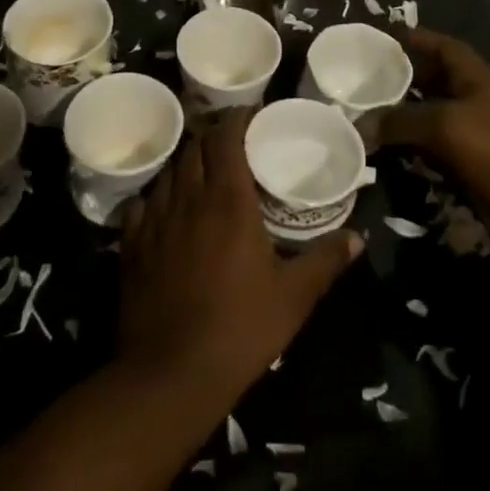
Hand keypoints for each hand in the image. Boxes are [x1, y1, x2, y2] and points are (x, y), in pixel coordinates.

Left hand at [118, 110, 361, 397]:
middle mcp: (190, 198)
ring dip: (188, 163)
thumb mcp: (293, 296)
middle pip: (196, 147)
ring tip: (204, 172)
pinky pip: (143, 204)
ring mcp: (156, 220)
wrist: (169, 376)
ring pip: (169, 171)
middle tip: (233, 144)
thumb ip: (325, 261)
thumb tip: (358, 239)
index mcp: (229, 200)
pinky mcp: (132, 246)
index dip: (238, 118)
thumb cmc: (239, 329)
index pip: (227, 137)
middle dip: (214, 136)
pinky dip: (157, 197)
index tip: (252, 115)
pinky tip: (167, 209)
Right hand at [366, 29, 489, 230]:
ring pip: (429, 112)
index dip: (410, 38)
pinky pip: (435, 143)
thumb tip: (359, 125)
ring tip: (365, 114)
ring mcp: (473, 126)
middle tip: (360, 81)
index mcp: (469, 72)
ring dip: (402, 115)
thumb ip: (400, 122)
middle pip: (429, 77)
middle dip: (397, 79)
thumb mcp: (444, 127)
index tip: (377, 39)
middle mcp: (470, 93)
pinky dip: (414, 144)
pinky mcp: (472, 157)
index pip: (435, 43)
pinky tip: (389, 150)